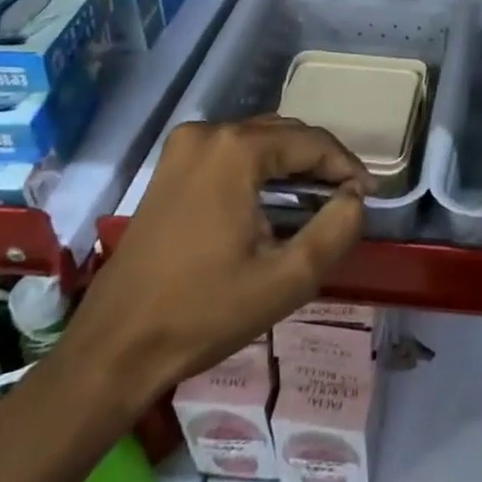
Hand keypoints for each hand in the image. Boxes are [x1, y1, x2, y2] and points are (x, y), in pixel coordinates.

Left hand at [70, 117, 369, 407]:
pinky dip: (260, 168)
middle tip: (347, 198)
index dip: (347, 166)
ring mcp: (183, 147)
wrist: (113, 349)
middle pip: (284, 134)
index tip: (369, 195)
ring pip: (258, 140)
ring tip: (318, 200)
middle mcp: (209, 133)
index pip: (312, 142)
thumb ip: (336, 230)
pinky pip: (231, 152)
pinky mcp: (170, 167)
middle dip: (320, 162)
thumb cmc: (203, 313)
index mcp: (237, 149)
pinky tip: (273, 201)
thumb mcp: (285, 279)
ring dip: (291, 164)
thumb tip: (355, 197)